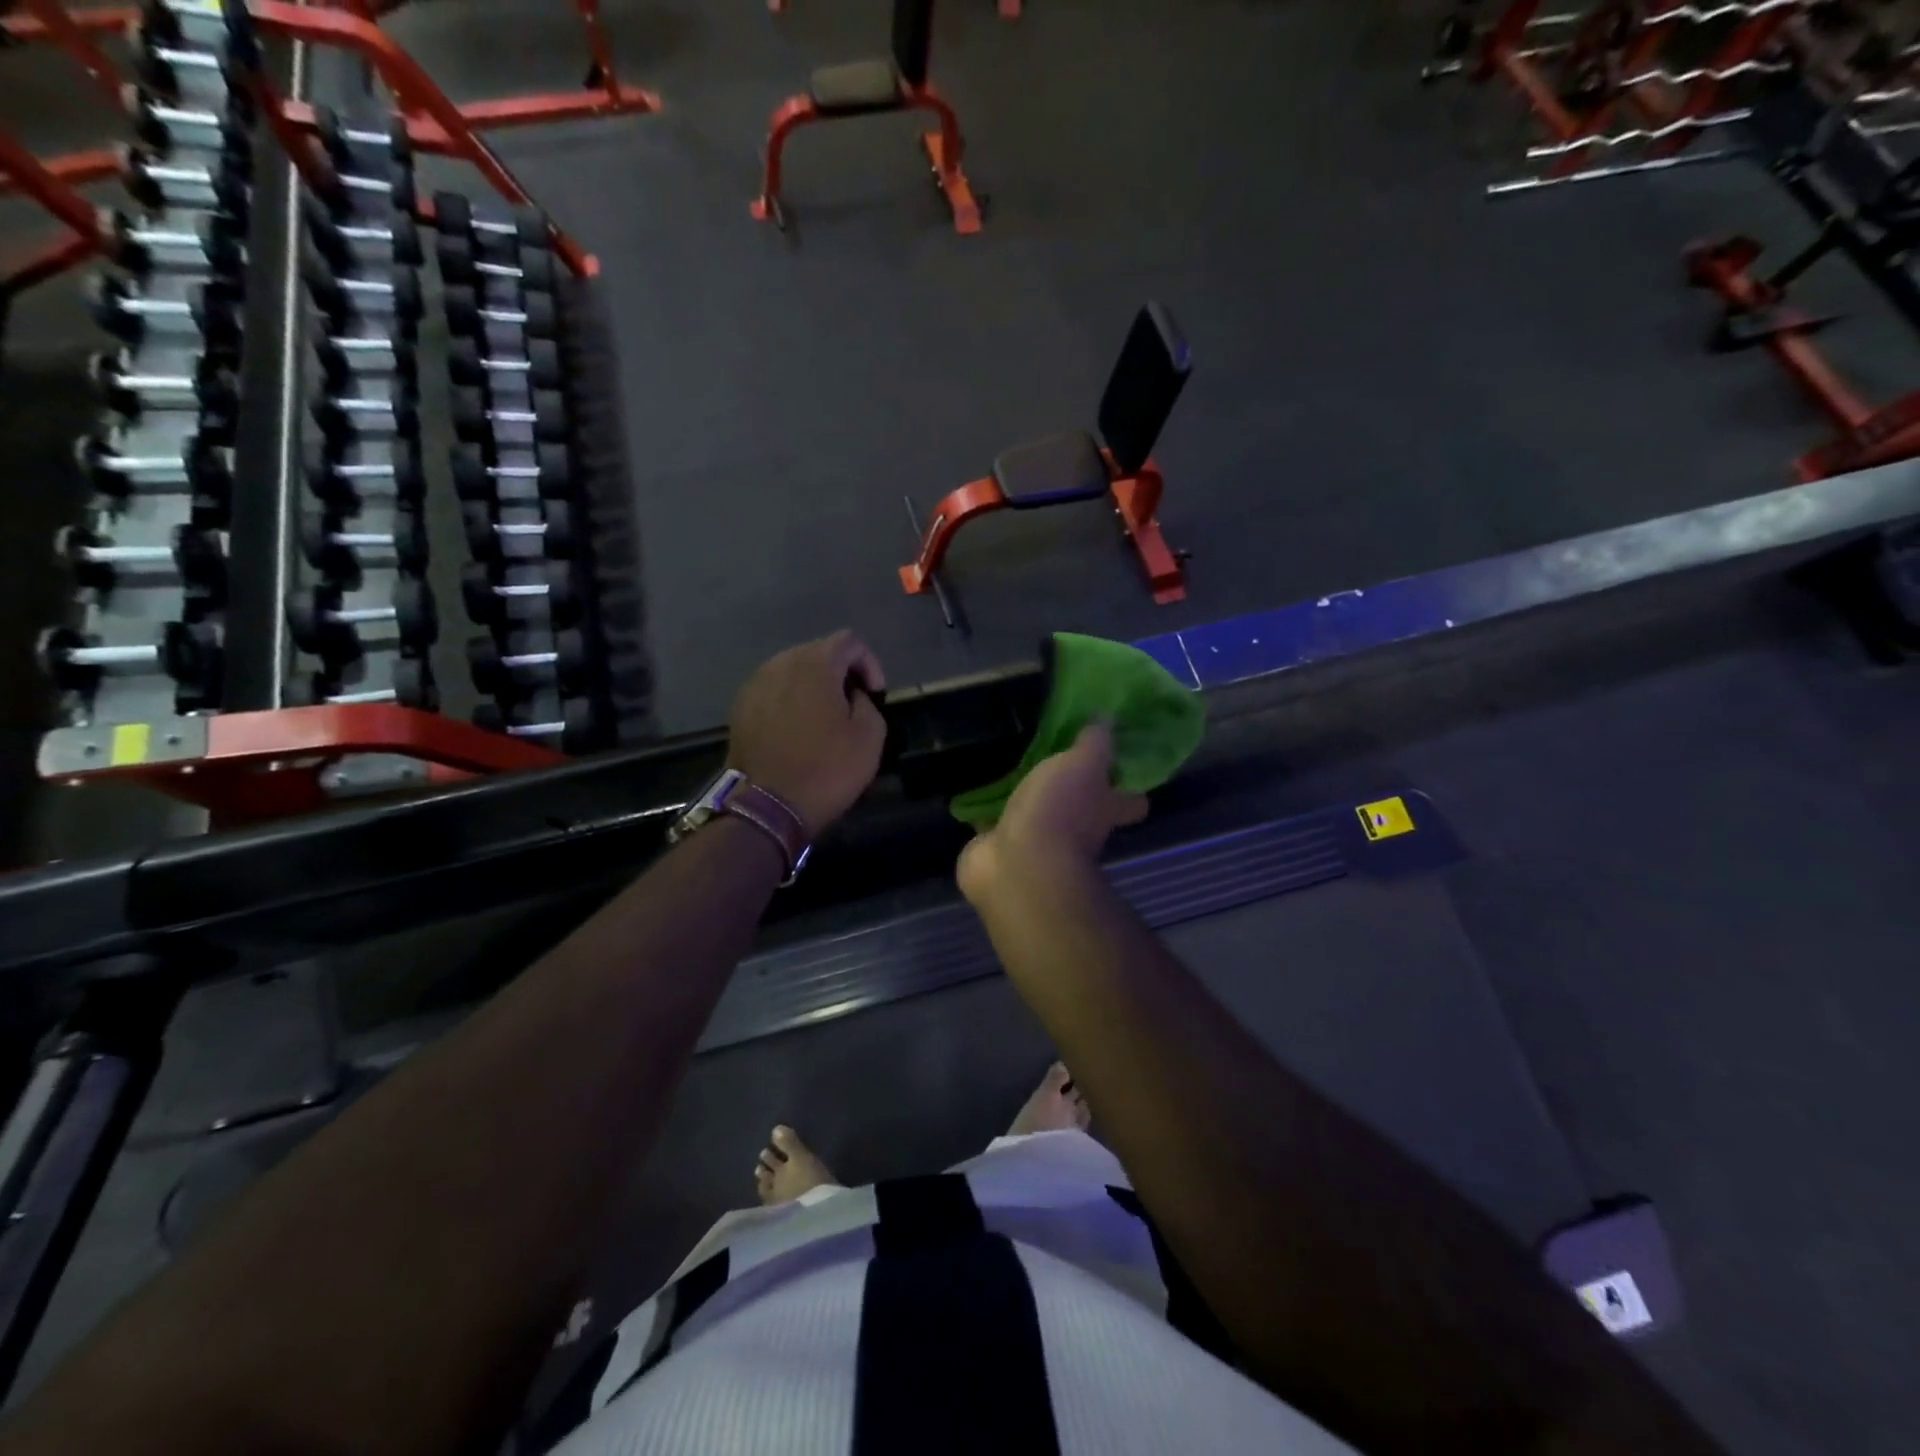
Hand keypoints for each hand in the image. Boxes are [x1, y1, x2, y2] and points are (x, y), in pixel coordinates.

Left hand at [728, 631, 886, 836]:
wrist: (767, 805)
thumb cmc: (826, 769)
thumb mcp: (870, 736)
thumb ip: (868, 702)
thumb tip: (852, 696)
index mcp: (815, 664)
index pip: (849, 641)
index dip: (869, 663)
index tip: (875, 695)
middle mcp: (781, 663)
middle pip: (818, 652)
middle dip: (840, 673)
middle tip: (853, 705)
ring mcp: (755, 684)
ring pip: (793, 671)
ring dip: (813, 686)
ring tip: (824, 718)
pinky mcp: (740, 707)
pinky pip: (774, 691)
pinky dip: (790, 701)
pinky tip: (797, 730)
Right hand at [959, 723, 1146, 902]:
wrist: (1017, 866)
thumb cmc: (1059, 811)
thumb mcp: (1084, 764)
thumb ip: (1095, 742)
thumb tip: (1108, 718)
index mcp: (1103, 810)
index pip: (1131, 802)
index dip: (1129, 788)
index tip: (1117, 764)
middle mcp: (1076, 831)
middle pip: (1081, 809)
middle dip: (1069, 790)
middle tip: (1052, 755)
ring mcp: (1036, 843)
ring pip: (1035, 815)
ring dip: (1024, 798)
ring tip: (1008, 765)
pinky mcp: (998, 847)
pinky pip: (993, 824)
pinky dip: (985, 813)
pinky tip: (973, 791)